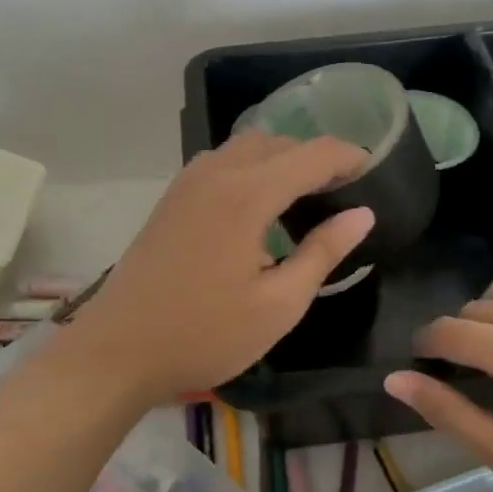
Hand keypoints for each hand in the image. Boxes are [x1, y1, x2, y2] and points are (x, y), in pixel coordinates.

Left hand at [73, 132, 373, 406]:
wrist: (118, 349)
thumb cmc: (204, 333)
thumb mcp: (278, 304)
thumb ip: (323, 252)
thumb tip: (362, 214)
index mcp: (248, 194)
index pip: (313, 154)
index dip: (349, 157)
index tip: (374, 173)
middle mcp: (218, 172)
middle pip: (280, 142)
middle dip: (316, 157)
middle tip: (342, 193)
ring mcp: (189, 180)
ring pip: (248, 146)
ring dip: (281, 158)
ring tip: (303, 197)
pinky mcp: (173, 195)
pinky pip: (222, 160)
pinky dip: (251, 166)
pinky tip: (258, 205)